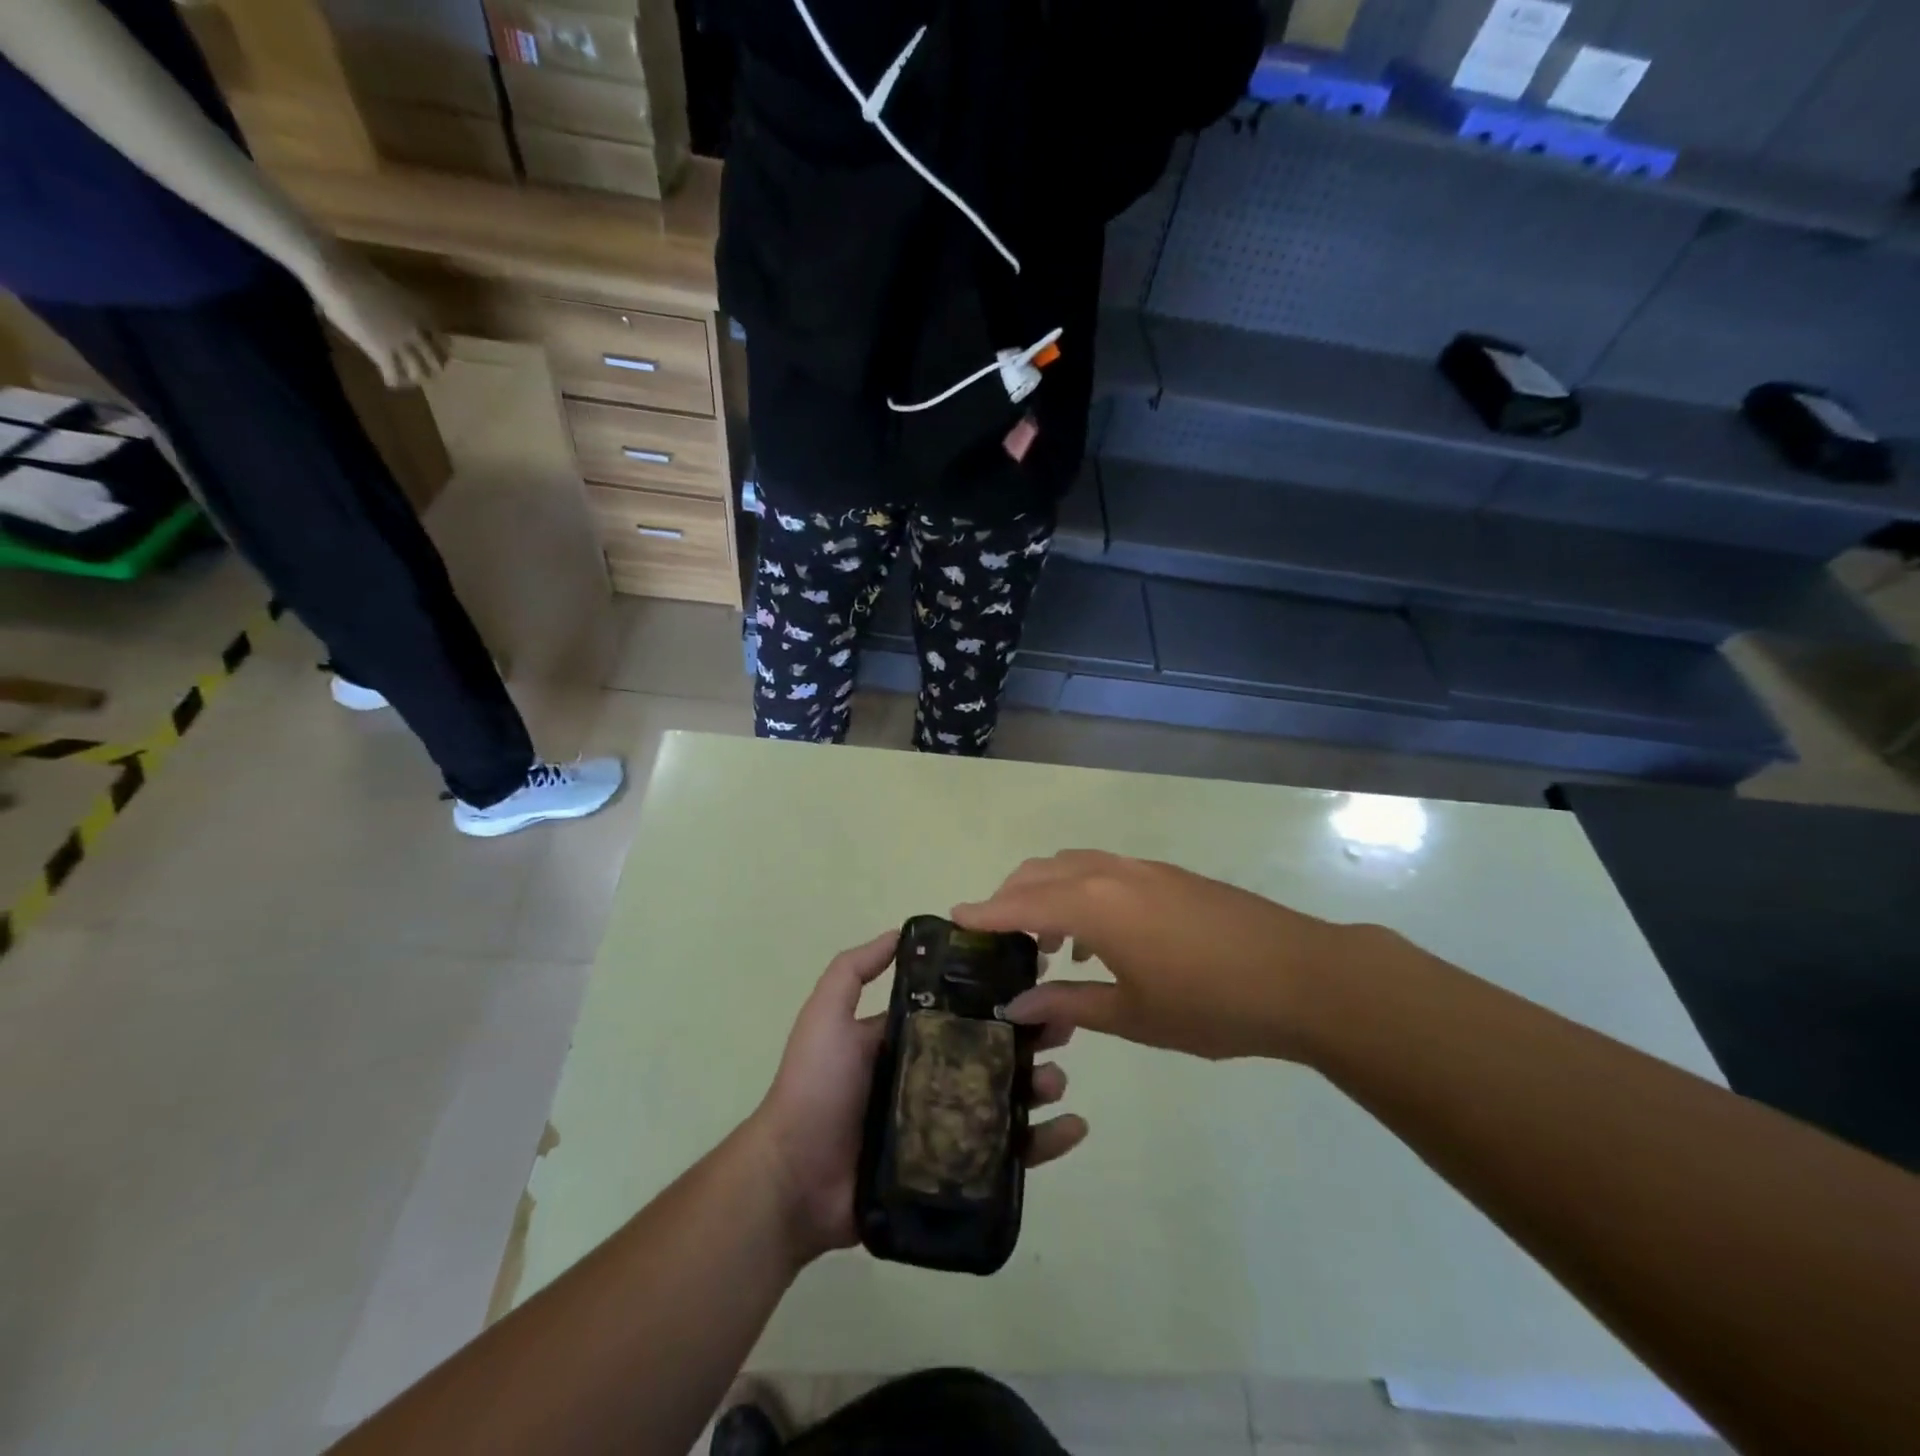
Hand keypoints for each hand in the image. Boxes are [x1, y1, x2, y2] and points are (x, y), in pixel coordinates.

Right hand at [303, 244, 446, 388]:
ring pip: (419, 371)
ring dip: (415, 378)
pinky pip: (393, 373)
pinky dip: (393, 381)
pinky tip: (390, 383)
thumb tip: (392, 312)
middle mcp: (417, 332)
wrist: (339, 273)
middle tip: (427, 373)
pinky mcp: (382, 351)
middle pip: (436, 361)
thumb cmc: (356, 272)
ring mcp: (401, 343)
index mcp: (422, 315)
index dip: (442, 352)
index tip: (441, 356)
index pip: (443, 341)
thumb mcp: (391, 291)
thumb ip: (399, 307)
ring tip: (409, 381)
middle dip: (433, 369)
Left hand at [749, 930, 1087, 1264]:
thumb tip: (901, 932)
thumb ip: (852, 970)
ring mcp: (948, 1124)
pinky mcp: (957, 1169)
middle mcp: (935, 1075)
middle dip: (1032, 1036)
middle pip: (996, 1050)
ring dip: (1041, 1083)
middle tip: (1062, 1027)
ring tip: (1056, 1079)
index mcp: (912, 1038)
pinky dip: (1045, 1142)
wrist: (793, 1180)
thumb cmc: (814, 1089)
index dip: (1000, 993)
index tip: (1035, 976)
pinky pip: (1009, 1154)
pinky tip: (1072, 1128)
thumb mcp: (826, 1016)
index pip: (966, 1008)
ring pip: (1009, 1098)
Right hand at [954, 851, 1391, 1062]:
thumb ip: (1070, 1005)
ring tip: (1048, 944)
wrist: (1303, 976)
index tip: (955, 918)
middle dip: (1012, 897)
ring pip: (1074, 866)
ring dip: (1049, 893)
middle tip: (1000, 938)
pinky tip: (1100, 940)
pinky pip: (1106, 872)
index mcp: (1094, 906)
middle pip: (1041, 872)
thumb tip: (1018, 1005)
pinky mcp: (1170, 875)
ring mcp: (1143, 869)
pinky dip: (1083, 892)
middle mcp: (1111, 874)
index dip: (985, 912)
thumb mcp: (1134, 1015)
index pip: (1021, 903)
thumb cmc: (1211, 1004)